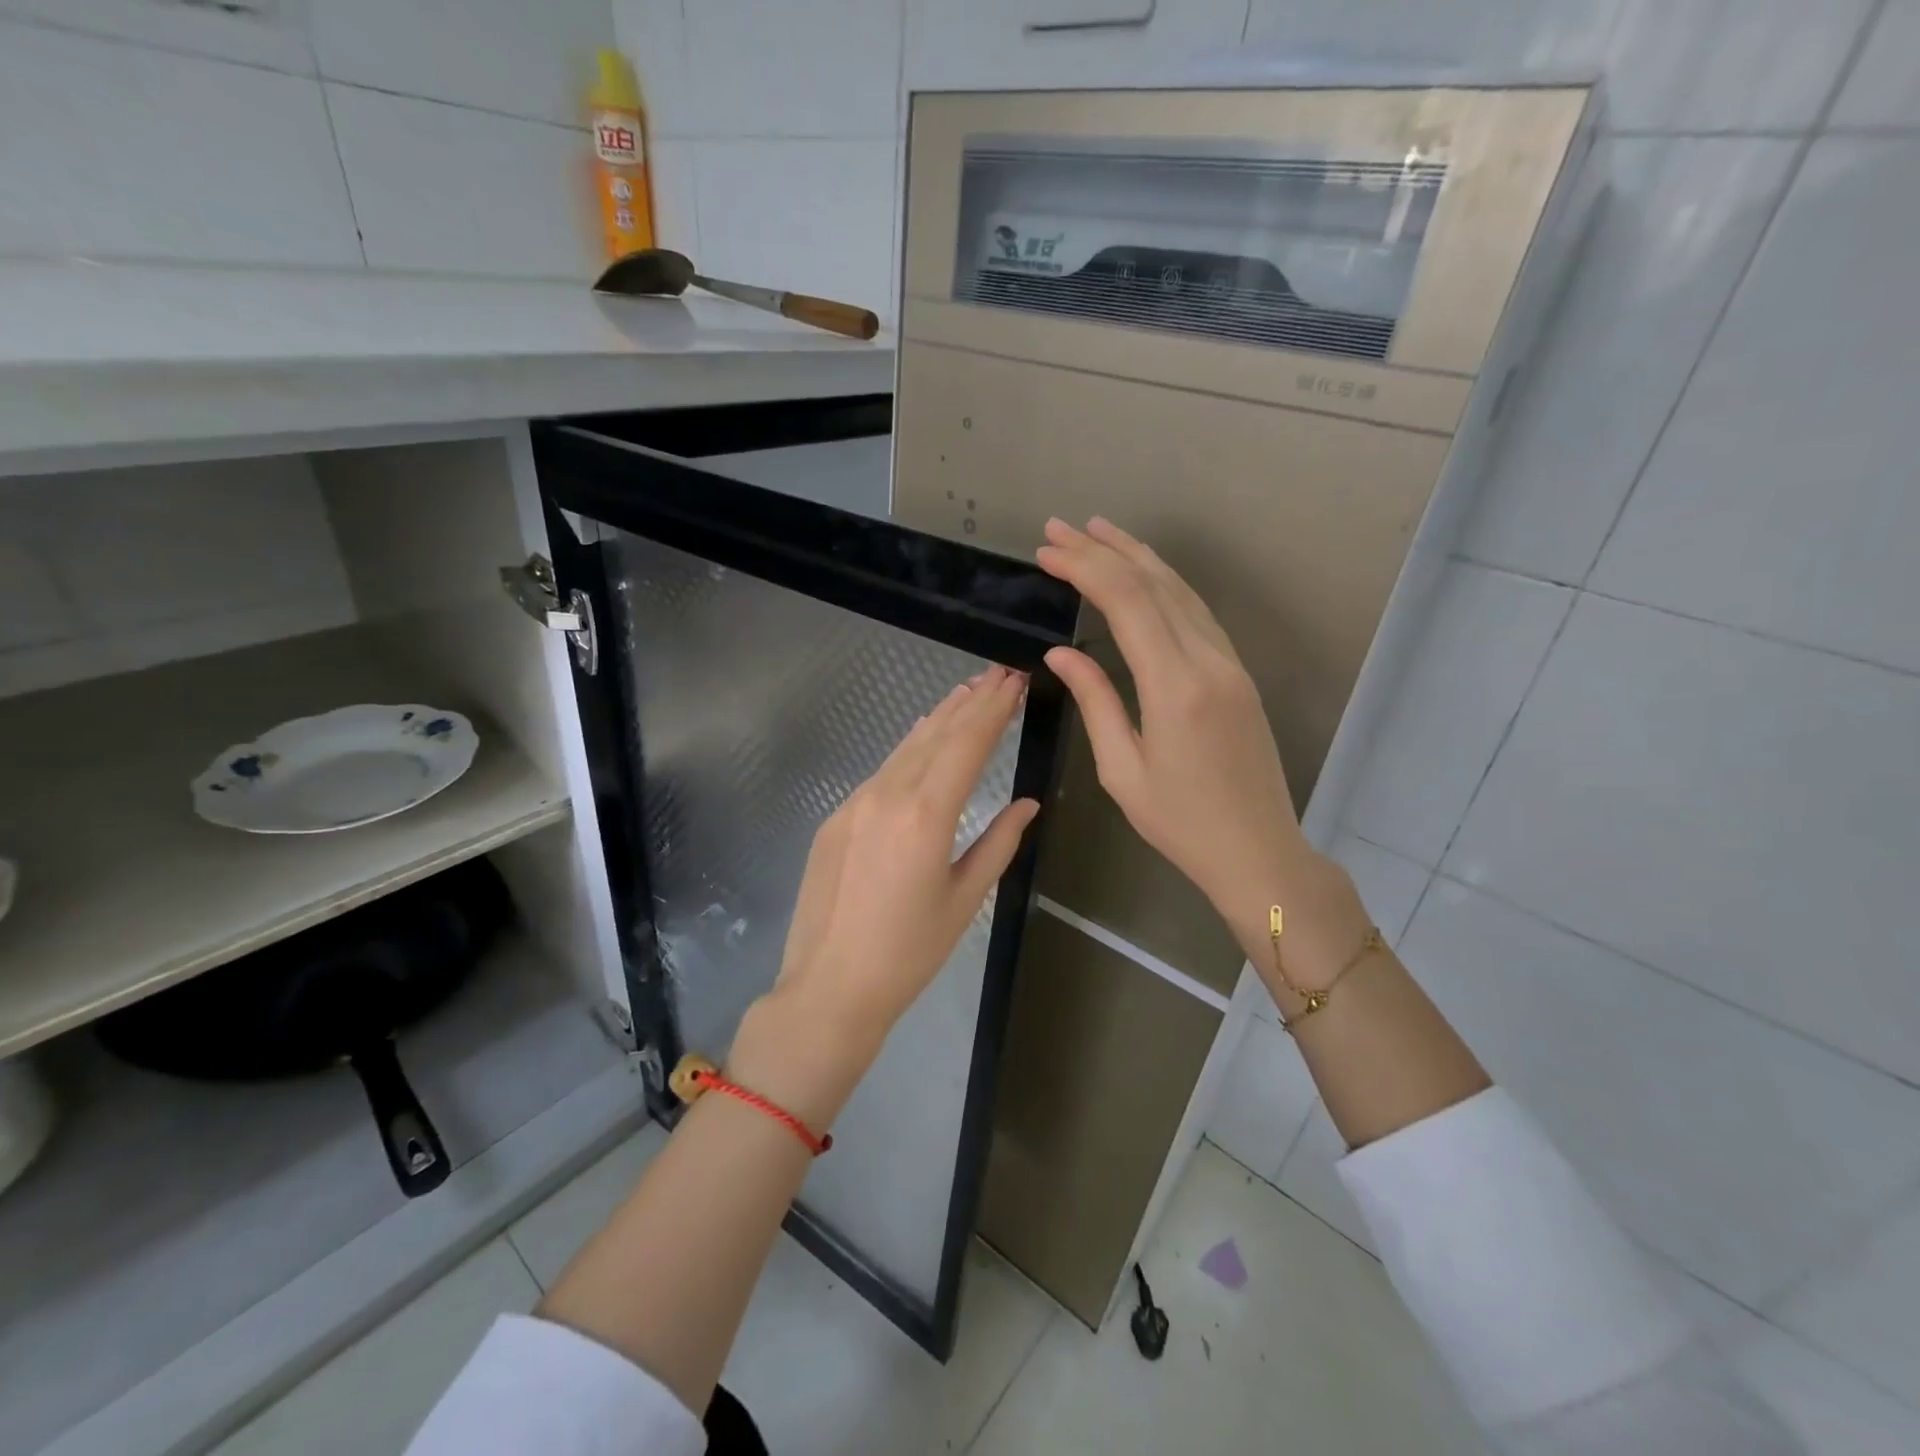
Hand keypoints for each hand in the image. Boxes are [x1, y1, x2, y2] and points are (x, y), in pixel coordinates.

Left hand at [735, 666, 1038, 1124]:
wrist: (829, 987)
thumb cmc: (908, 953)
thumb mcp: (964, 900)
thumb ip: (998, 844)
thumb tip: (1027, 804)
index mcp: (926, 815)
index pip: (967, 745)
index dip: (994, 710)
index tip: (1015, 681)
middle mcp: (887, 795)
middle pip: (936, 735)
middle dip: (971, 702)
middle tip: (999, 673)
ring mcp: (855, 803)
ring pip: (905, 748)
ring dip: (939, 718)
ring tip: (967, 691)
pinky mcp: (836, 817)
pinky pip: (881, 771)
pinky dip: (909, 748)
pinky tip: (922, 737)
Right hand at [1035, 518, 1365, 984]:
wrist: (1257, 850)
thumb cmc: (1180, 822)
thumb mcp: (1121, 769)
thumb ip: (1095, 700)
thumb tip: (1060, 653)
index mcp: (1176, 685)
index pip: (1127, 602)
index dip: (1085, 568)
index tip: (1047, 551)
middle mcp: (1209, 660)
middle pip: (1155, 584)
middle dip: (1105, 549)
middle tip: (1060, 527)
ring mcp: (1230, 663)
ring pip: (1182, 591)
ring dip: (1138, 557)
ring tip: (1098, 532)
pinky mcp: (1237, 673)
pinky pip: (1197, 613)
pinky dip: (1165, 584)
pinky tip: (1143, 576)